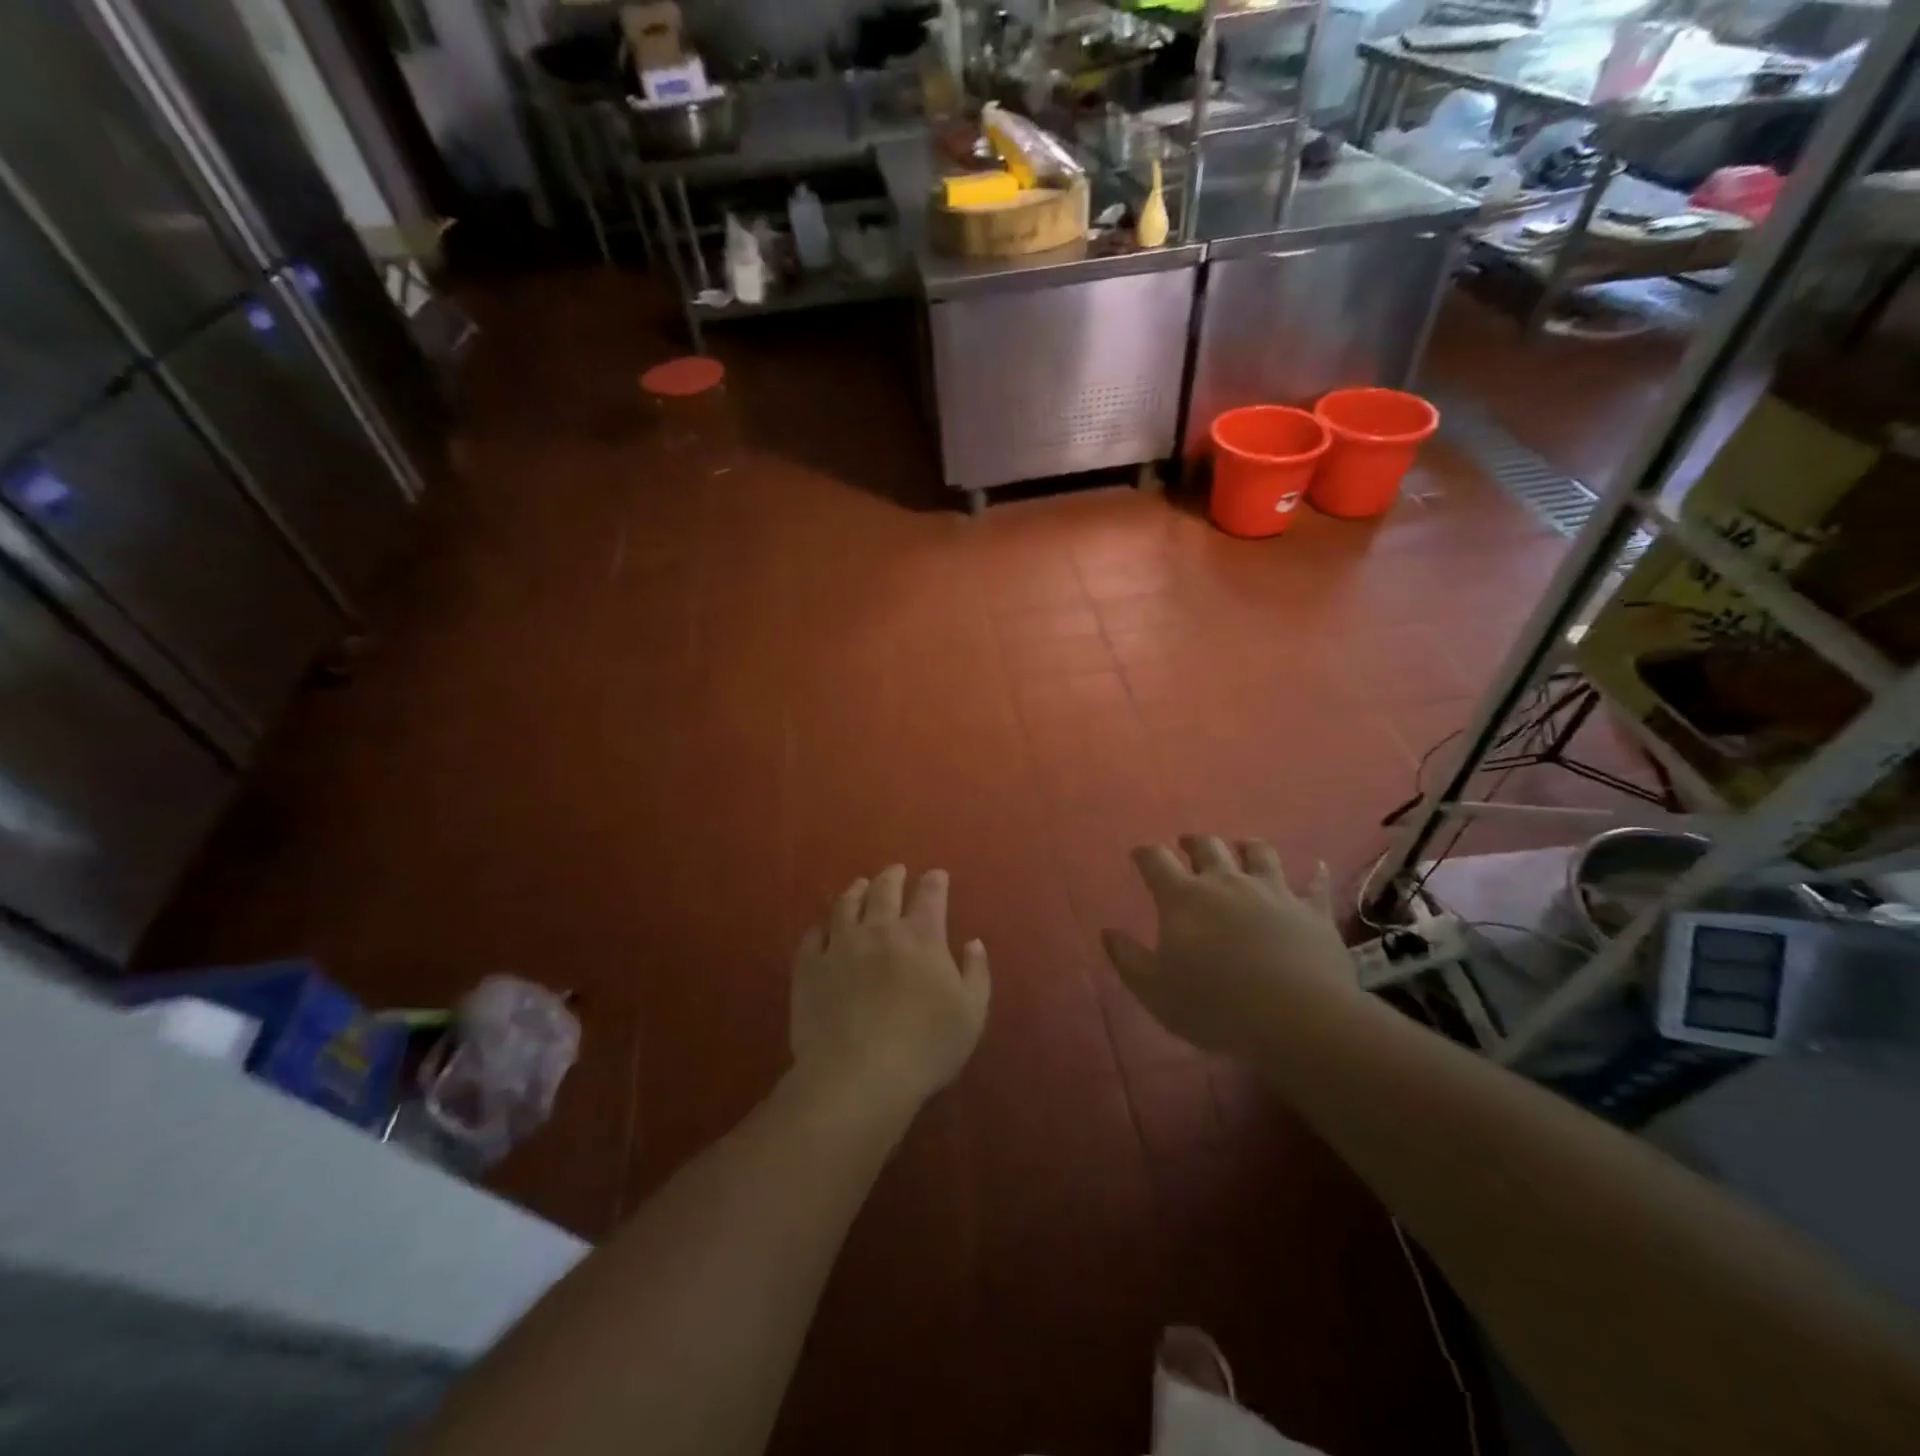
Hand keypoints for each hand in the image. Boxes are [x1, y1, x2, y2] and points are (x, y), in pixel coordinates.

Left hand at [790, 866, 989, 1111]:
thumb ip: (976, 973)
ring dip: (856, 891)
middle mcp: (879, 930)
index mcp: (921, 936)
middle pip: (885, 889)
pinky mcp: (809, 967)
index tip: (937, 875)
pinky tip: (825, 929)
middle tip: (896, 871)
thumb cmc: (924, 1048)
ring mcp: (840, 946)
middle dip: (893, 875)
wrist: (858, 1076)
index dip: (935, 881)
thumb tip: (973, 942)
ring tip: (860, 886)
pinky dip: (822, 927)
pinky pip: (813, 935)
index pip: (930, 895)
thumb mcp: (971, 1014)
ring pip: (846, 904)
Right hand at [1101, 836, 1359, 1059]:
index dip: (1146, 854)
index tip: (1140, 854)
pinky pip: (1314, 885)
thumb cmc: (1215, 1005)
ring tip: (1242, 847)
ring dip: (1247, 847)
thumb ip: (1128, 958)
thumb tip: (1108, 932)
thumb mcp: (1155, 990)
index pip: (1156, 861)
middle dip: (1194, 842)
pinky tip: (1318, 866)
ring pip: (1259, 853)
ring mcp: (1273, 892)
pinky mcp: (1312, 911)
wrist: (1298, 1018)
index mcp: (1184, 898)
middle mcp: (1226, 883)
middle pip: (1208, 847)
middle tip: (1188, 844)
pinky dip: (1315, 874)